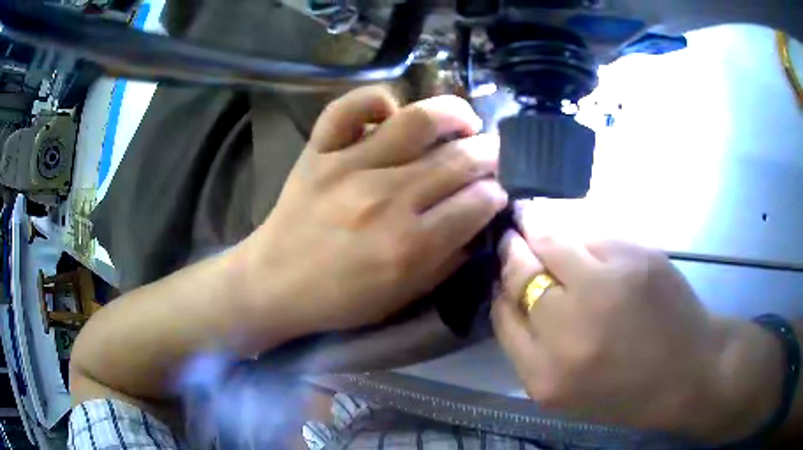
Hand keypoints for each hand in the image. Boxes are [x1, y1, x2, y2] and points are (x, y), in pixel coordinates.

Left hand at [241, 86, 506, 333]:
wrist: (273, 283)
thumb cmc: (340, 299)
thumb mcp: (404, 296)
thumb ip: (448, 259)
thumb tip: (480, 221)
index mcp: (410, 245)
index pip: (478, 203)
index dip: (497, 193)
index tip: (497, 191)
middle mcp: (386, 198)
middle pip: (458, 160)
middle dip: (490, 153)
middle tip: (494, 153)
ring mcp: (349, 167)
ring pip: (417, 121)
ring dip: (455, 113)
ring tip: (466, 121)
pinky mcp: (318, 151)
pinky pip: (348, 107)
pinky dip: (374, 98)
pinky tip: (392, 109)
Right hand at [491, 202, 782, 441]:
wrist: (689, 371)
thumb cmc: (626, 390)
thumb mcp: (564, 390)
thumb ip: (529, 347)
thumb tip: (509, 292)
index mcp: (546, 374)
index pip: (501, 312)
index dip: (500, 287)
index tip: (503, 274)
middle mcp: (571, 328)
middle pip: (520, 270)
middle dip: (512, 250)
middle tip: (513, 238)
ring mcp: (608, 286)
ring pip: (552, 239)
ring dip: (539, 227)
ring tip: (535, 219)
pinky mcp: (637, 256)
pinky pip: (591, 233)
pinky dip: (579, 231)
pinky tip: (583, 237)